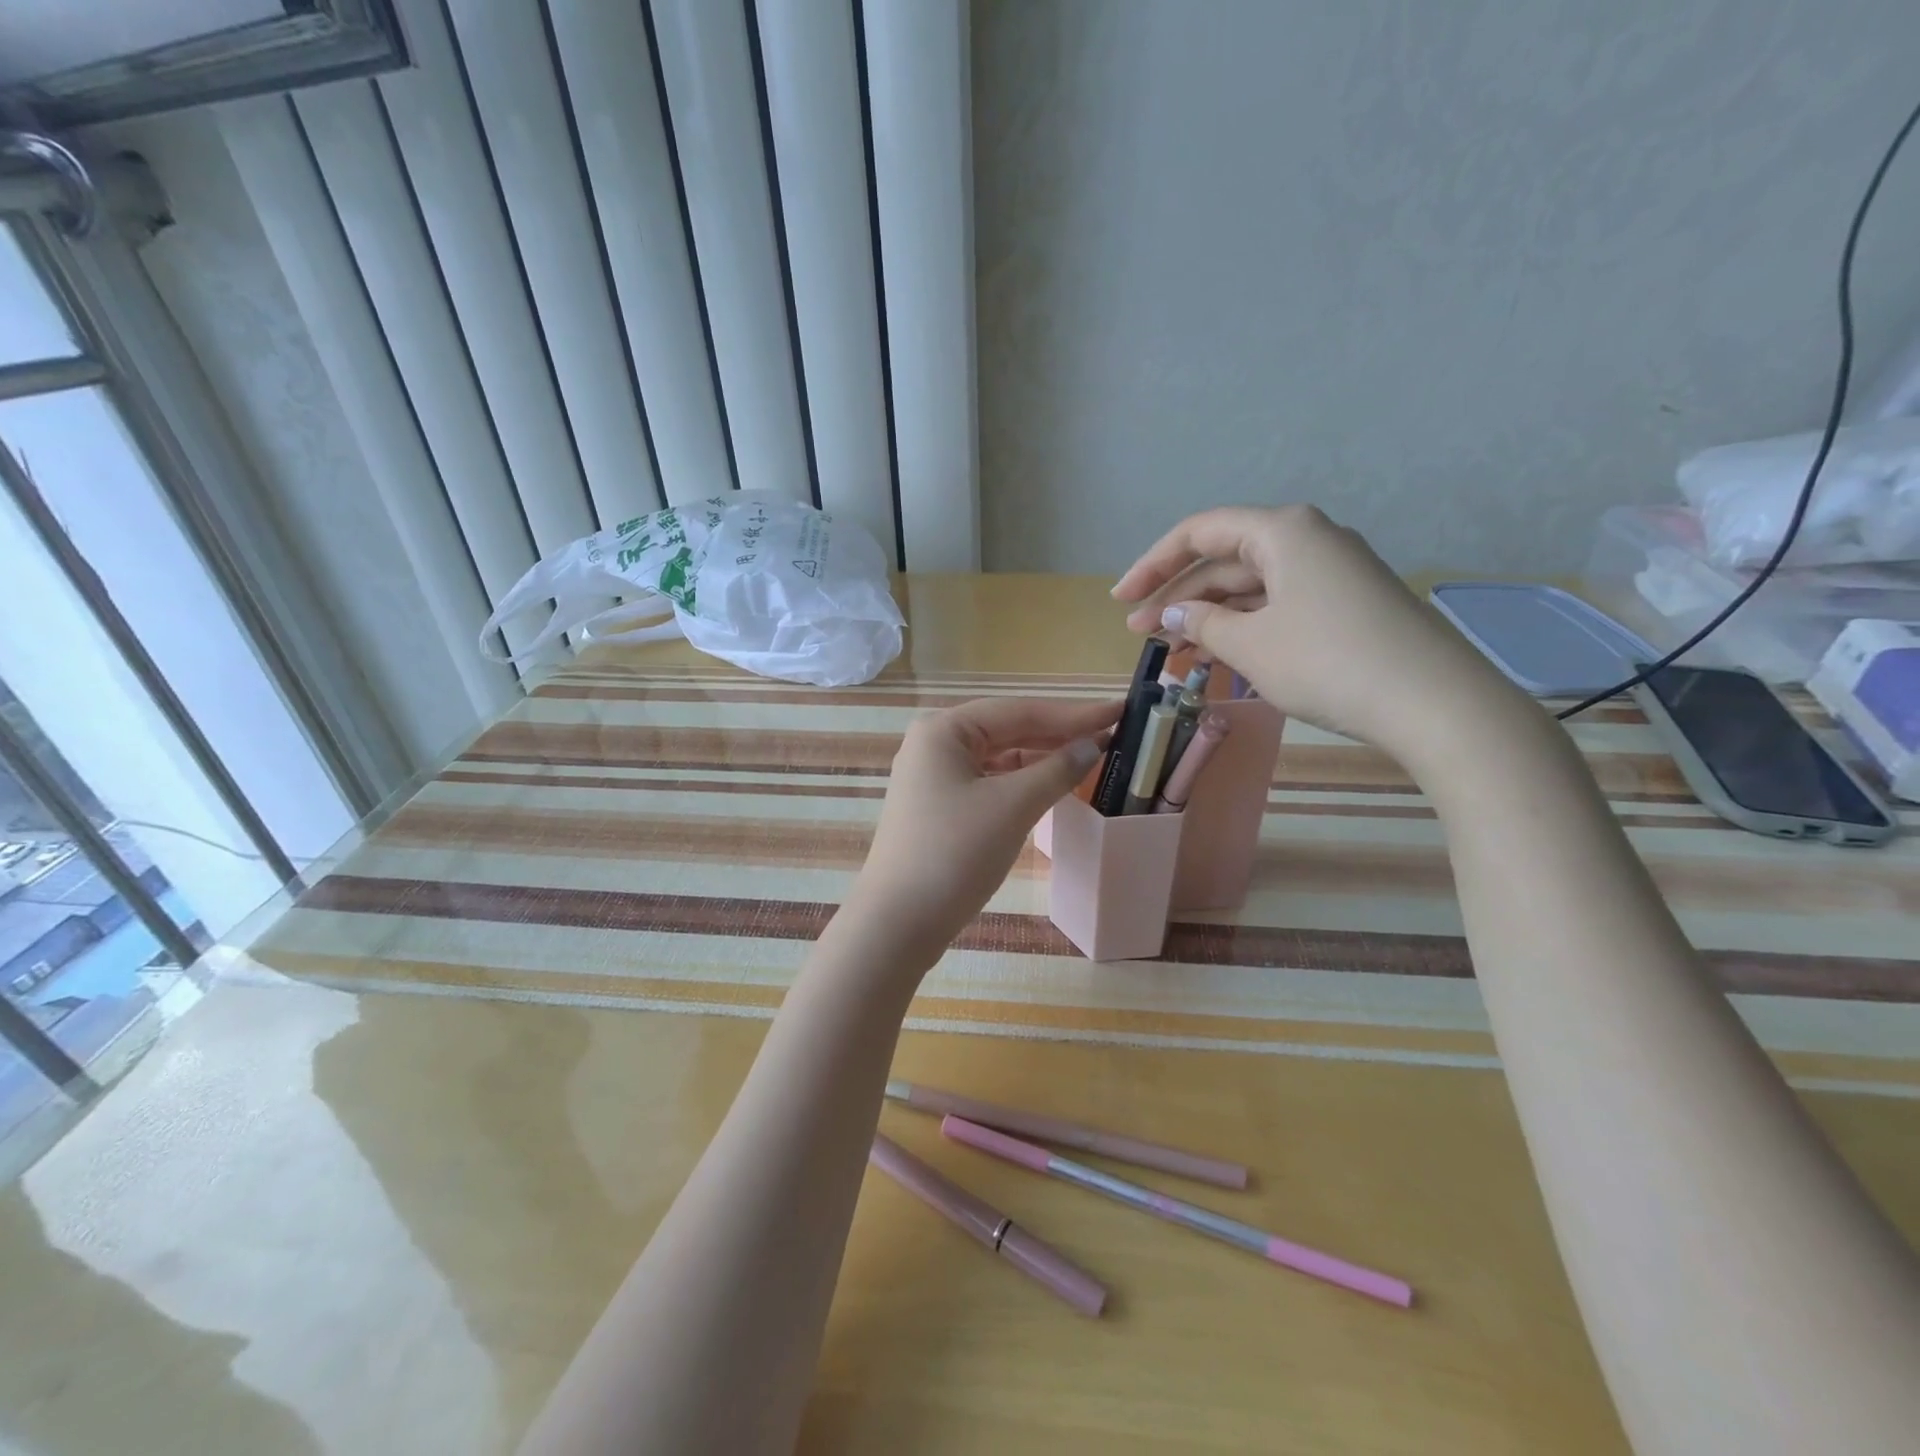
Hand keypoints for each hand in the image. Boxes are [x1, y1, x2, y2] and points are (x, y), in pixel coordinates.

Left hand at [844, 696, 1120, 968]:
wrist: (898, 923)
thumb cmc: (954, 853)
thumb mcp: (1012, 806)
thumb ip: (1056, 770)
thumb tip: (1092, 746)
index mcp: (944, 730)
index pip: (1019, 711)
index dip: (1073, 713)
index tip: (1120, 710)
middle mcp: (934, 744)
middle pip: (1007, 730)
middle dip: (1059, 733)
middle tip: (1113, 732)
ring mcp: (934, 777)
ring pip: (999, 758)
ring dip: (1041, 758)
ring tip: (1089, 758)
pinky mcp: (939, 808)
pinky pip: (989, 783)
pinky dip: (1021, 783)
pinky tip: (1050, 787)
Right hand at [1110, 505, 1531, 765]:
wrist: (1434, 703)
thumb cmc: (1329, 662)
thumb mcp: (1251, 645)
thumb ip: (1203, 623)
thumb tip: (1174, 613)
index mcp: (1282, 531)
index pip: (1199, 533)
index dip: (1152, 565)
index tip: (1120, 601)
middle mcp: (1308, 540)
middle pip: (1225, 561)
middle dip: (1179, 598)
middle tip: (1141, 636)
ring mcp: (1331, 573)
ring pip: (1251, 588)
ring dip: (1208, 618)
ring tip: (1172, 653)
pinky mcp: (1345, 605)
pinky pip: (1278, 606)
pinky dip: (1244, 628)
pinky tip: (1218, 657)